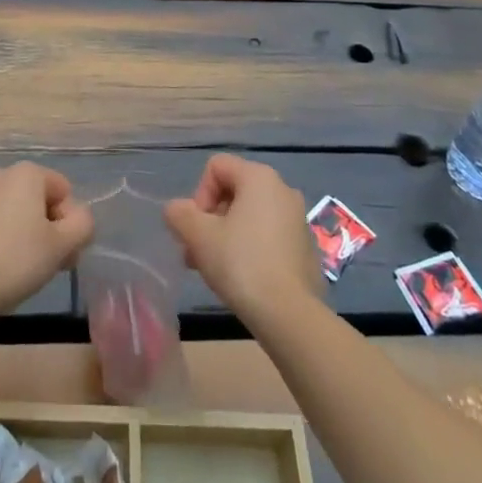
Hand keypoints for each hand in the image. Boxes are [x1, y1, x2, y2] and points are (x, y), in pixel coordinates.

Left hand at [0, 163, 94, 324]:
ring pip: (4, 209)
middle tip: (43, 263)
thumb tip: (78, 218)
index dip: (69, 223)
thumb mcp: (63, 246)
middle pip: (33, 198)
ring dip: (14, 229)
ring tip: (12, 267)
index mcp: (26, 173)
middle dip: (42, 226)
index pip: (63, 191)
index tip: (63, 254)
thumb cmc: (16, 261)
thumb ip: (83, 224)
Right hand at [165, 154, 321, 327]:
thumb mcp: (198, 236)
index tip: (198, 228)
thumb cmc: (241, 263)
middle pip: (233, 192)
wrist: (290, 315)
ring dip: (227, 236)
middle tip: (198, 252)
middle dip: (210, 220)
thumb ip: (179, 214)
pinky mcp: (305, 248)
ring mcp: (298, 220)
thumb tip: (176, 210)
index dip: (199, 194)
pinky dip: (250, 249)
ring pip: (250, 216)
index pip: (216, 167)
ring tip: (214, 269)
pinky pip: (268, 236)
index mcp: (259, 177)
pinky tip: (242, 278)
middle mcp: (283, 190)